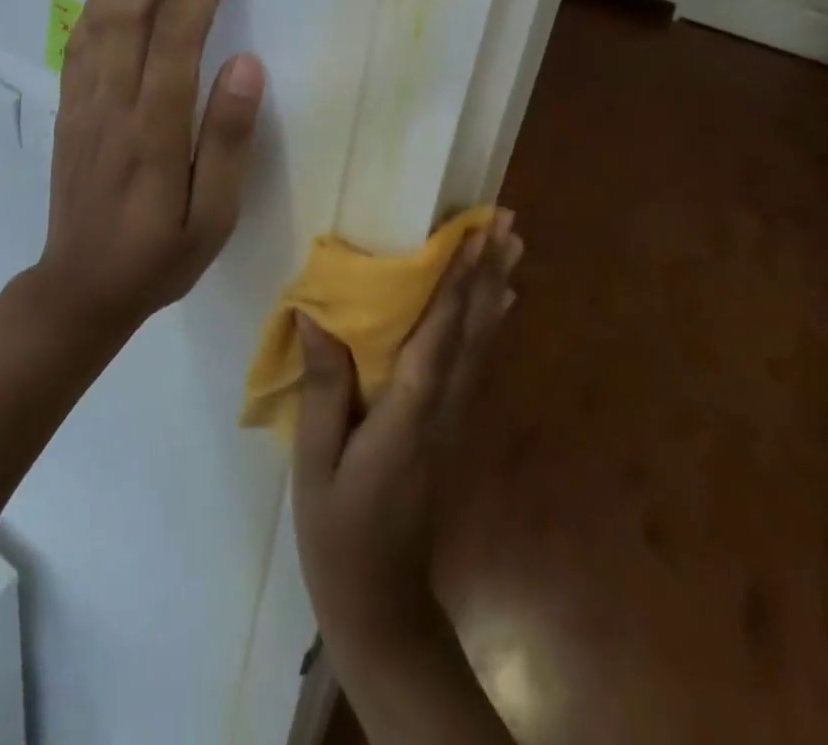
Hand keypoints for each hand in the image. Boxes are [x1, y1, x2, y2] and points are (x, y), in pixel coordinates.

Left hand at [34, 0, 266, 329]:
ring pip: (101, 17)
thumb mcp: (212, 217)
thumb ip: (228, 140)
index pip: (179, 38)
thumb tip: (247, 65)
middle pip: (133, 11)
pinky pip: (79, 41)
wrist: (79, 289)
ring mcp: (84, 102)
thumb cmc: (159, 256)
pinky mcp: (69, 108)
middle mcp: (113, 103)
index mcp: (154, 130)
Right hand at [292, 212, 521, 657]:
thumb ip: (322, 386)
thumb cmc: (338, 531)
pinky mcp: (451, 428)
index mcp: (407, 416)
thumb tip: (314, 315)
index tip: (472, 238)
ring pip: (481, 344)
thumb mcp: (316, 460)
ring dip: (496, 291)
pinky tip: (498, 303)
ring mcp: (454, 421)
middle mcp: (442, 410)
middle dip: (489, 274)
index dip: (456, 285)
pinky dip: (489, 324)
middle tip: (507, 224)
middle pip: (472, 332)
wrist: (382, 604)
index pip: (437, 337)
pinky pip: (475, 363)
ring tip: (513, 247)